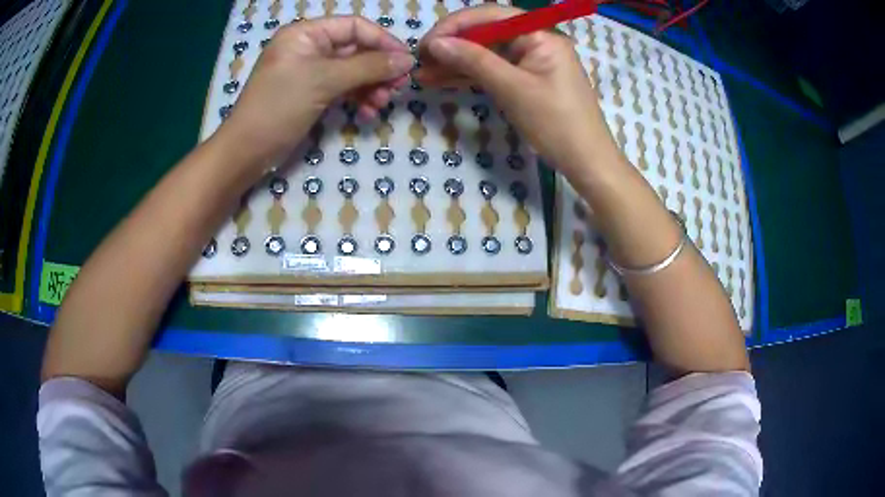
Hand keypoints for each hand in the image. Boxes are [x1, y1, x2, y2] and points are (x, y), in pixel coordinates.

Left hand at [217, 16, 413, 164]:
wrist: (247, 151)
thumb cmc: (280, 106)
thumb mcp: (324, 80)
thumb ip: (368, 67)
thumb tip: (408, 60)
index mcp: (306, 33)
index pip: (354, 27)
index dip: (382, 41)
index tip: (406, 61)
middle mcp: (310, 47)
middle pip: (356, 50)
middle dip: (378, 69)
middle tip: (398, 88)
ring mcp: (311, 72)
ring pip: (352, 71)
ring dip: (370, 86)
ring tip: (381, 104)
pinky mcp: (312, 93)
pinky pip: (342, 89)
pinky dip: (357, 99)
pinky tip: (367, 114)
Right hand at [417, 5, 610, 175]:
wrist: (586, 162)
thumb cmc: (556, 124)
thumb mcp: (512, 89)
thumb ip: (473, 61)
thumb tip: (435, 43)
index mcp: (540, 34)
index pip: (490, 16)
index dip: (455, 26)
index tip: (426, 44)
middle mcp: (535, 40)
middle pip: (486, 33)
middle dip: (452, 45)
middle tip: (420, 61)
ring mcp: (531, 60)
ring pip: (486, 53)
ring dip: (455, 62)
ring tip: (423, 74)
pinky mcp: (526, 79)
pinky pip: (493, 70)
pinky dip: (470, 76)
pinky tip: (442, 80)